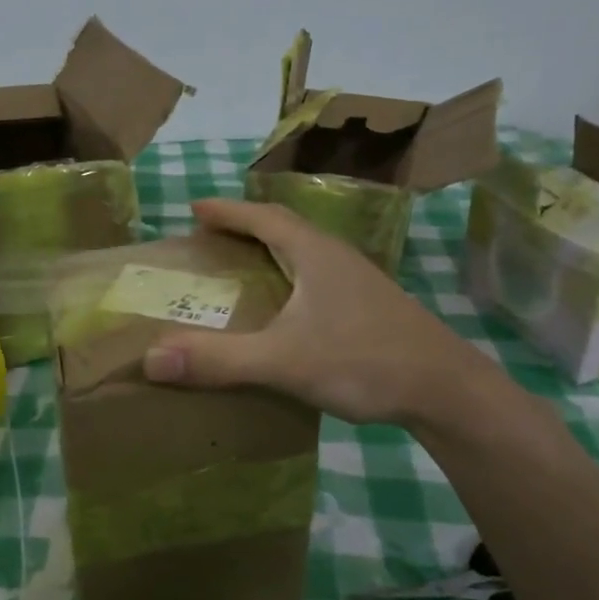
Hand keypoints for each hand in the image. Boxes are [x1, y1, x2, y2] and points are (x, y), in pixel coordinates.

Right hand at [141, 199, 515, 432]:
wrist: (447, 391)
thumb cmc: (364, 361)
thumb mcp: (283, 360)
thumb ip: (219, 359)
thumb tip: (150, 358)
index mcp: (314, 253)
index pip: (262, 216)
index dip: (226, 211)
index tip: (194, 208)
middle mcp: (337, 257)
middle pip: (283, 230)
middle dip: (244, 230)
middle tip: (209, 241)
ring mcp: (358, 282)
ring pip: (304, 255)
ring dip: (269, 255)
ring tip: (239, 272)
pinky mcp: (370, 308)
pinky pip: (317, 280)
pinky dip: (289, 282)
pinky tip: (284, 313)